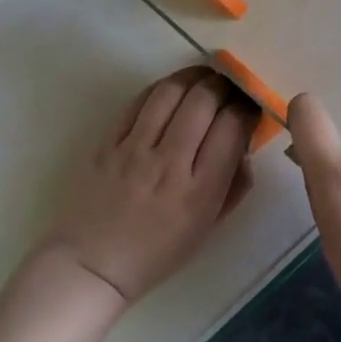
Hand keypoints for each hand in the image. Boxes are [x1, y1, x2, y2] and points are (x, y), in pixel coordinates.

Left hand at [47, 67, 254, 301]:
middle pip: (205, 101)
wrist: (90, 265)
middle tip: (231, 87)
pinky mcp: (106, 142)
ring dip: (195, 77)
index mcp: (200, 191)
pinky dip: (162, 88)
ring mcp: (134, 150)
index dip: (247, 109)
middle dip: (225, 86)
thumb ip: (234, 184)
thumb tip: (245, 143)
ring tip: (205, 77)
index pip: (232, 128)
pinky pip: (139, 101)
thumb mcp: (209, 227)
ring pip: (171, 92)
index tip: (249, 108)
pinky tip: (173, 89)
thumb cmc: (157, 253)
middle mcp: (169, 164)